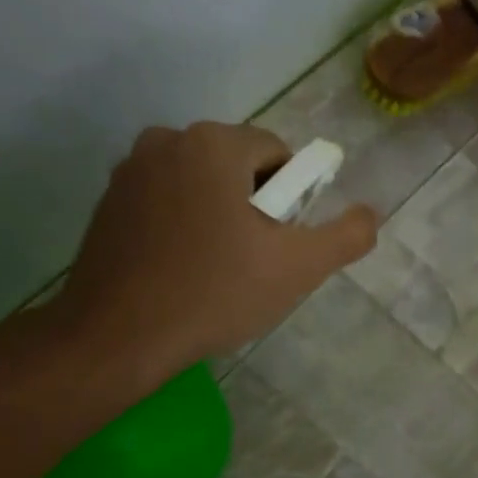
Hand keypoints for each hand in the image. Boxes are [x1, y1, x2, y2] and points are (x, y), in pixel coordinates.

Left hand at [54, 122, 376, 393]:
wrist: (117, 337)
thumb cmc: (214, 293)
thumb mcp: (298, 268)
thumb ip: (346, 236)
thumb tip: (370, 214)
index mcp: (213, 143)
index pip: (278, 153)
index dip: (292, 198)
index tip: (281, 242)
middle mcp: (167, 140)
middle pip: (238, 165)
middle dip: (255, 205)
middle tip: (254, 260)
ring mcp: (130, 170)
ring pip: (201, 183)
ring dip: (220, 214)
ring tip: (217, 268)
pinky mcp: (107, 202)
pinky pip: (167, 200)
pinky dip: (184, 224)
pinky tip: (182, 269)